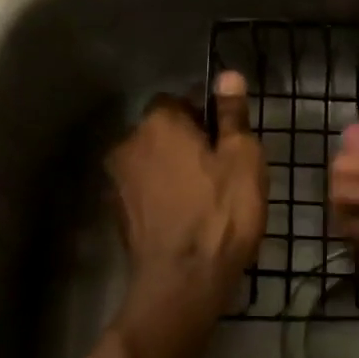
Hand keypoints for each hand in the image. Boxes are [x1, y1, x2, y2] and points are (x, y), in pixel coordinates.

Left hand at [106, 72, 267, 357]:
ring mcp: (117, 180)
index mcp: (159, 122)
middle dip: (187, 142)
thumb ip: (232, 114)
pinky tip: (185, 217)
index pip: (180, 99)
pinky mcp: (116, 213)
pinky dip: (162, 195)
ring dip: (173, 169)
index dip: (206, 116)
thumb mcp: (242, 159)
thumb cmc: (221, 213)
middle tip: (221, 170)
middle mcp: (129, 143)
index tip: (228, 141)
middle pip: (162, 130)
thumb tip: (227, 75)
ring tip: (205, 197)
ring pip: (152, 161)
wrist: (182, 281)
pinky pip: (145, 190)